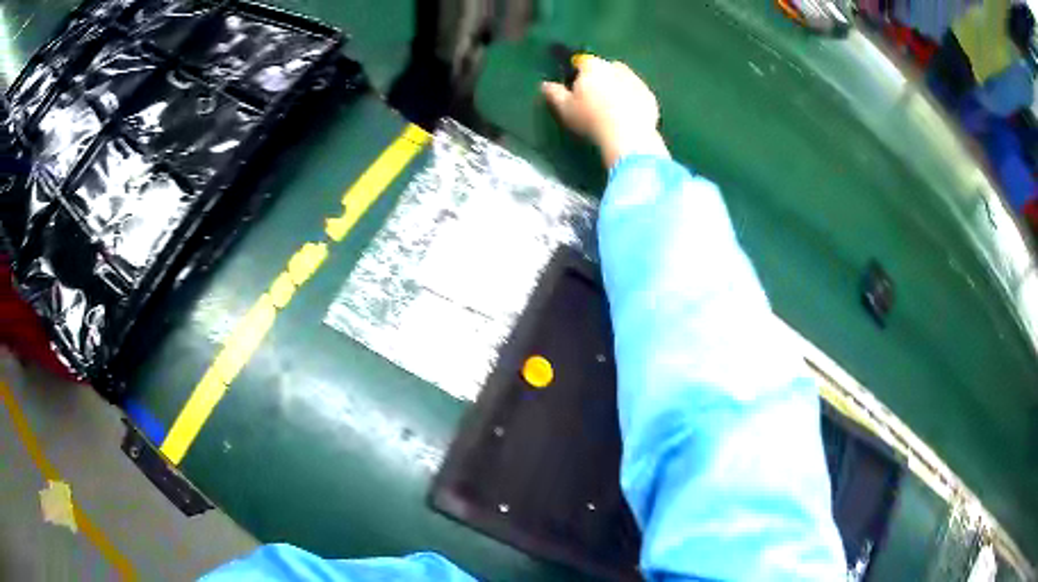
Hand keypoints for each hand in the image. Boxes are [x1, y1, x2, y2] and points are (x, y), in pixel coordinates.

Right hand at [542, 56, 669, 167]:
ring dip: (618, 87)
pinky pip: (638, 94)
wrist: (628, 136)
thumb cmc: (590, 119)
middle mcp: (616, 67)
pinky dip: (633, 100)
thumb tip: (545, 84)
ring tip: (612, 108)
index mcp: (594, 66)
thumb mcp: (565, 109)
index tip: (575, 85)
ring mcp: (636, 81)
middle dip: (601, 77)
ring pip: (624, 79)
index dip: (578, 71)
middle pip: (606, 68)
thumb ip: (554, 93)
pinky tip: (627, 116)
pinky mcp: (650, 97)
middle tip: (594, 98)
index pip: (583, 62)